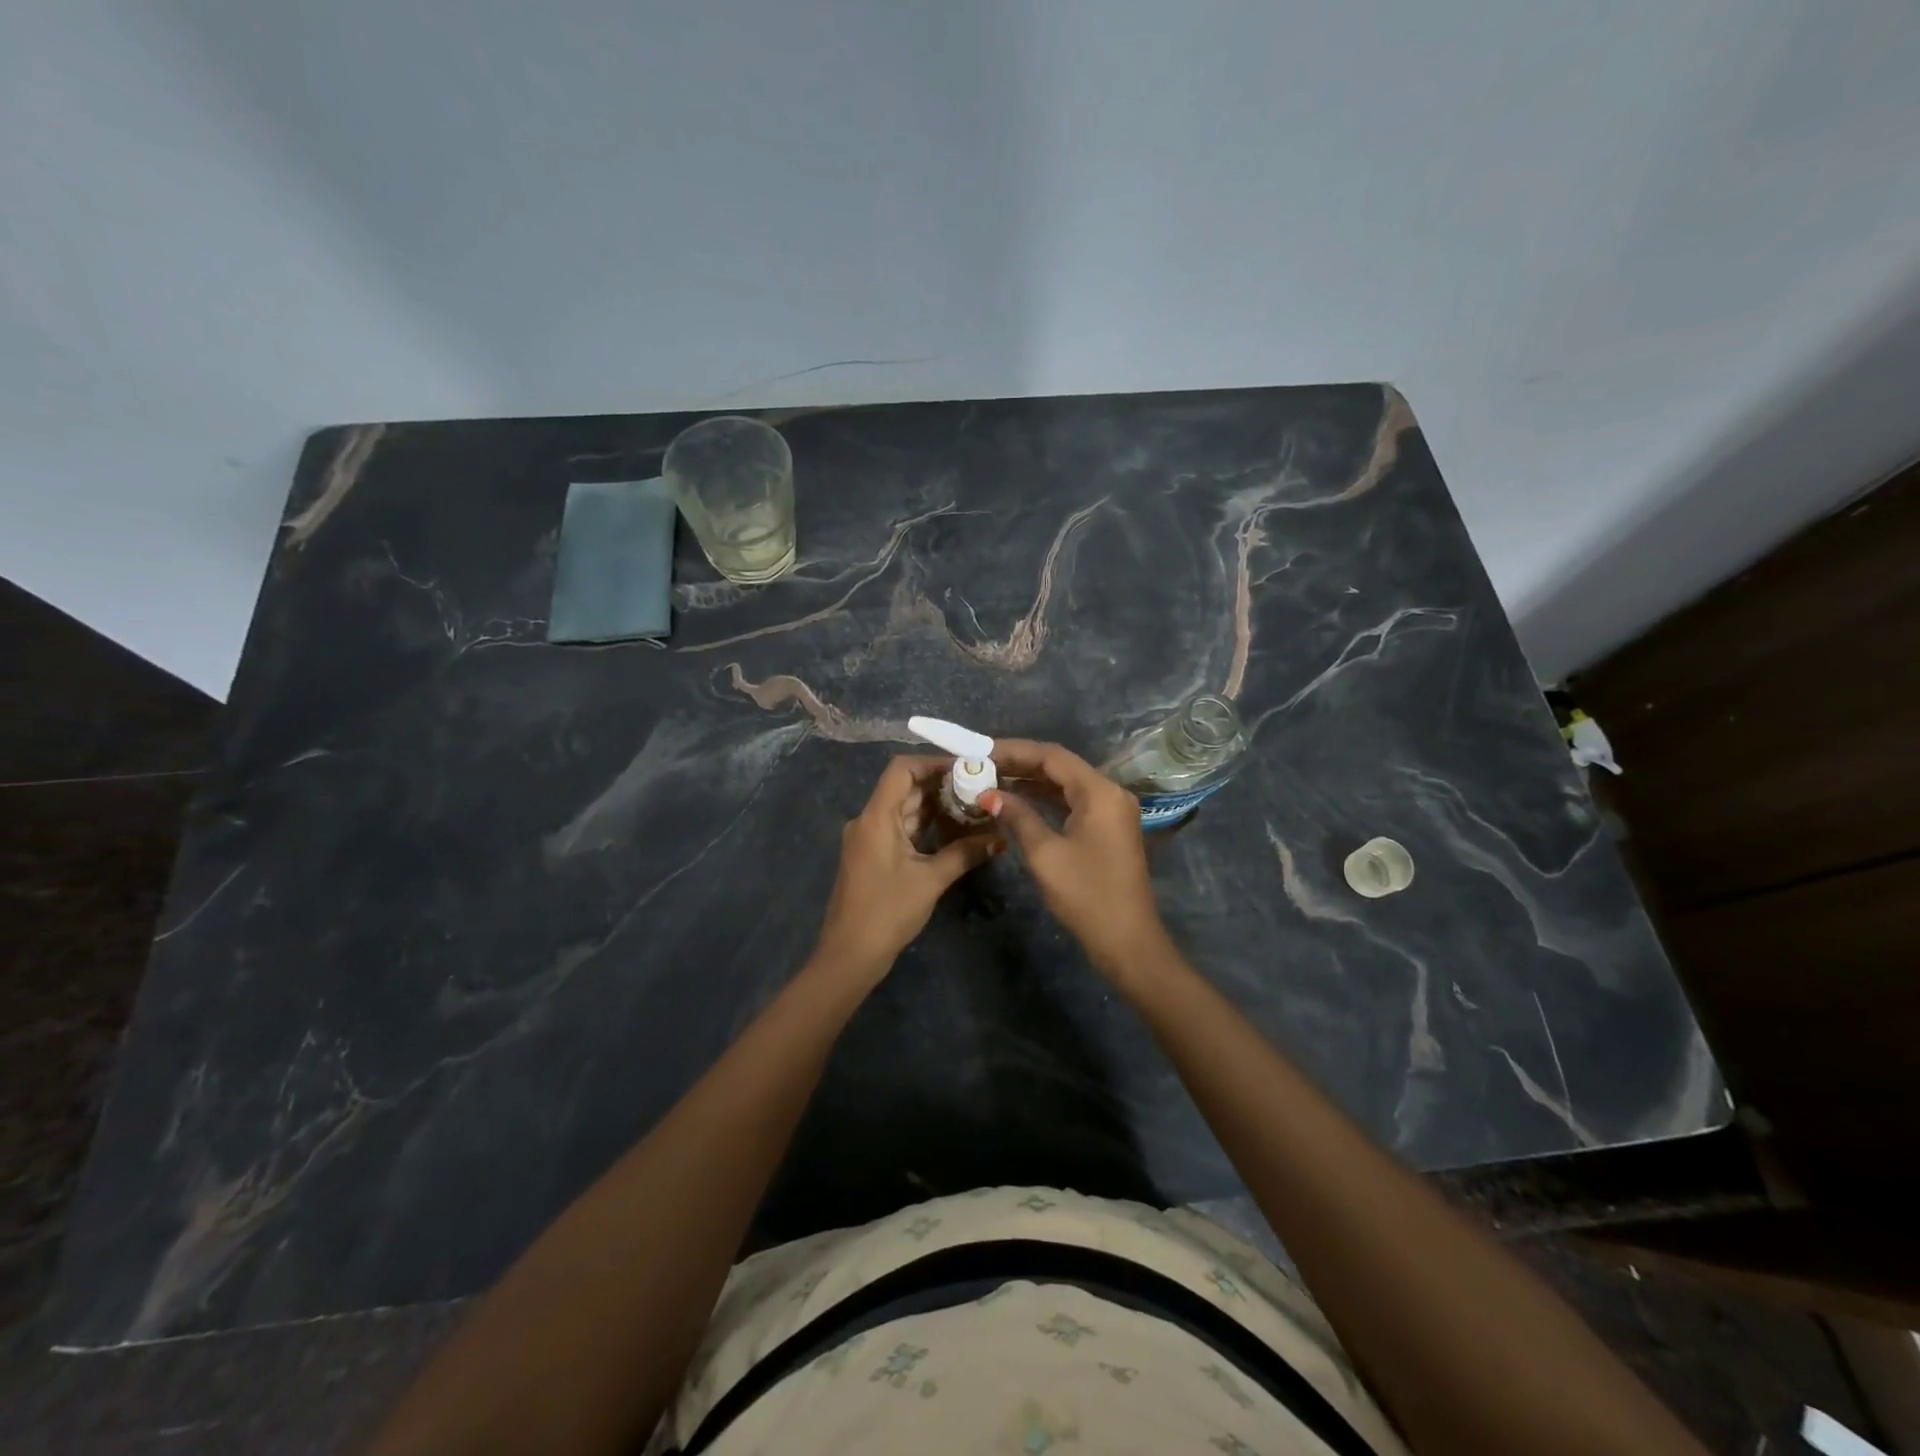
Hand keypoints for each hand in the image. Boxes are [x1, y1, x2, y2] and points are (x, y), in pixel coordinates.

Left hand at [812, 756, 1000, 984]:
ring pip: (904, 809)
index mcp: (876, 817)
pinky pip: (901, 829)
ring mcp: (869, 839)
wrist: (850, 955)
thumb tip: (1001, 837)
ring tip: (973, 805)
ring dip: (935, 806)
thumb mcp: (931, 880)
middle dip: (941, 785)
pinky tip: (953, 830)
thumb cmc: (887, 912)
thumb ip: (965, 853)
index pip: (901, 770)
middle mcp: (869, 820)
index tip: (966, 767)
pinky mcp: (873, 856)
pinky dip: (925, 826)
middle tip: (979, 786)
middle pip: (904, 788)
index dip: (932, 762)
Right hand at [981, 740, 1170, 978]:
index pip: (1052, 756)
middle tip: (981, 765)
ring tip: (992, 779)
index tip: (981, 751)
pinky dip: (1045, 799)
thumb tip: (990, 795)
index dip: (1014, 750)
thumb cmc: (1086, 895)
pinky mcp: (1107, 828)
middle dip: (1020, 764)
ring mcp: (1111, 811)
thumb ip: (1018, 817)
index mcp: (1100, 792)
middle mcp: (1110, 792)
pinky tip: (1017, 802)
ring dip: (1031, 781)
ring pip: (1066, 784)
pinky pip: (1072, 802)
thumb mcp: (1045, 854)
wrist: (1127, 940)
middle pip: (1060, 766)